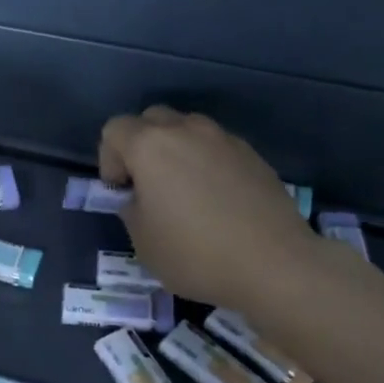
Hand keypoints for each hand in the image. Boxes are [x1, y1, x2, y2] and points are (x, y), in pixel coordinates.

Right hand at [99, 106, 322, 310]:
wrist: (274, 263)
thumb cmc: (196, 254)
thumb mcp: (143, 242)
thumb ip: (132, 209)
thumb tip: (140, 198)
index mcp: (150, 146)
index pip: (114, 129)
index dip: (109, 159)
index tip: (121, 191)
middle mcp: (187, 131)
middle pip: (151, 119)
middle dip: (141, 145)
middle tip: (148, 185)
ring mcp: (224, 139)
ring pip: (187, 129)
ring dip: (176, 151)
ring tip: (184, 192)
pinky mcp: (253, 155)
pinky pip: (217, 148)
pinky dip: (207, 163)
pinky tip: (217, 201)